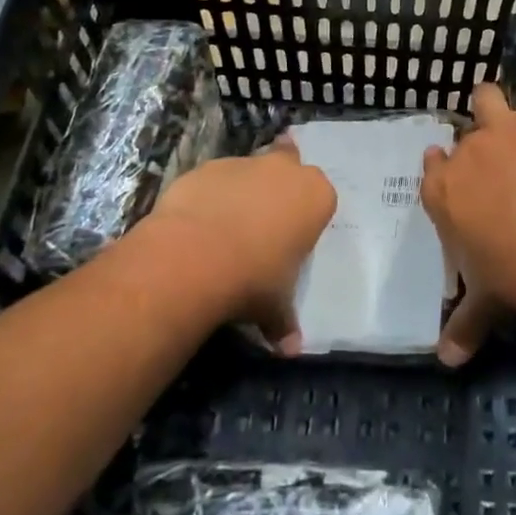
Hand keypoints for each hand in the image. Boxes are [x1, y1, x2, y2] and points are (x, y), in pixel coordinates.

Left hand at [148, 137, 335, 354]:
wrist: (194, 257)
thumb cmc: (253, 279)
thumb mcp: (275, 307)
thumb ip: (284, 322)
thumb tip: (290, 350)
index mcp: (315, 196)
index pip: (321, 198)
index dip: (306, 216)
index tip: (292, 237)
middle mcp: (283, 170)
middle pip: (289, 164)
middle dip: (279, 183)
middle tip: (265, 215)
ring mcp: (243, 164)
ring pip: (248, 171)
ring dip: (241, 192)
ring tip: (224, 229)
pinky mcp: (205, 168)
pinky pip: (213, 181)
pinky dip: (208, 198)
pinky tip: (196, 226)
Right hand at [421, 28, 515, 364]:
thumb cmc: (509, 277)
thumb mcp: (482, 305)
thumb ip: (462, 328)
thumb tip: (445, 364)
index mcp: (443, 193)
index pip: (433, 171)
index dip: (442, 170)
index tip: (446, 169)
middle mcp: (465, 155)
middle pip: (462, 135)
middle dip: (471, 140)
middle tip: (489, 157)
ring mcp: (501, 133)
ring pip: (487, 98)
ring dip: (493, 102)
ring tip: (502, 105)